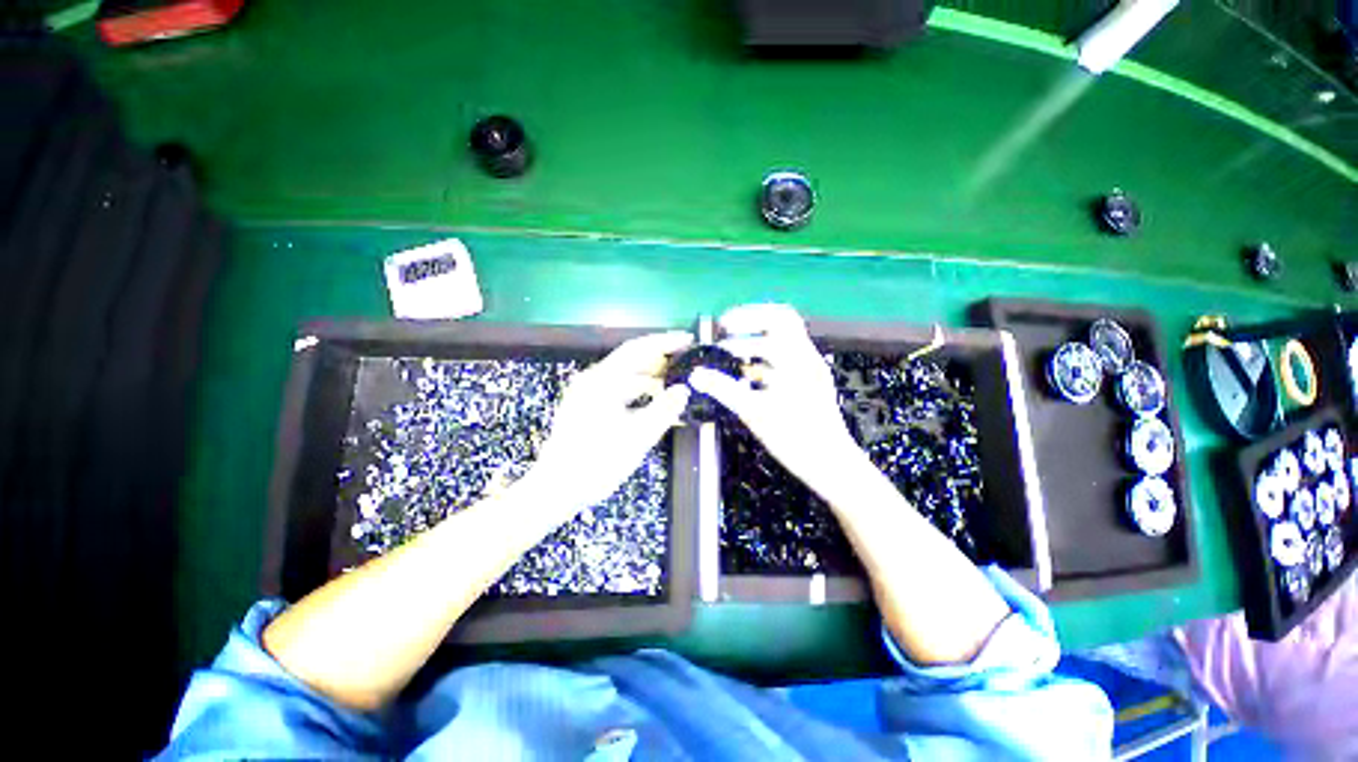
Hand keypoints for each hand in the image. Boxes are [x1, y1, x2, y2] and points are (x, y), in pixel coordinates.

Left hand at [525, 331, 692, 512]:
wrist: (556, 489)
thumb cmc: (596, 462)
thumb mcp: (637, 437)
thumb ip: (664, 410)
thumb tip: (683, 390)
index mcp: (602, 381)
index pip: (638, 349)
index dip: (665, 342)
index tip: (688, 340)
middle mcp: (594, 380)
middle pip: (632, 361)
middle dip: (661, 361)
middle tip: (688, 364)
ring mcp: (589, 394)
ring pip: (627, 377)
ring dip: (652, 379)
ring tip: (677, 387)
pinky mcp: (588, 407)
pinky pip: (620, 392)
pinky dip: (639, 394)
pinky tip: (656, 404)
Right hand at [688, 304, 864, 499]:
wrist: (832, 465)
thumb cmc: (796, 439)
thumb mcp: (755, 413)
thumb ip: (724, 390)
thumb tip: (695, 375)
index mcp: (798, 358)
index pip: (775, 319)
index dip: (746, 318)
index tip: (720, 328)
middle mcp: (806, 357)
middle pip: (780, 321)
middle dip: (750, 321)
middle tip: (724, 330)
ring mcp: (810, 369)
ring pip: (782, 340)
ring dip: (755, 340)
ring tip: (730, 351)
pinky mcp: (808, 382)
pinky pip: (783, 359)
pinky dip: (762, 359)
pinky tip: (745, 373)